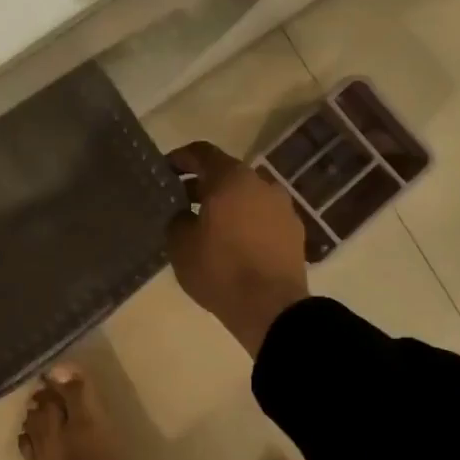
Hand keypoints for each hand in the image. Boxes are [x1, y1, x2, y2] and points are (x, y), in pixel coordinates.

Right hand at [166, 142, 310, 357]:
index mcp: (231, 178)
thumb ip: (177, 219)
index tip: (165, 170)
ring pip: (247, 196)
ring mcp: (282, 207)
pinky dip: (246, 221)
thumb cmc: (220, 269)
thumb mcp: (180, 244)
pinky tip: (234, 242)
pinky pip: (263, 216)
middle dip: (203, 184)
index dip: (180, 158)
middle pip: (227, 173)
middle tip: (181, 201)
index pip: (201, 152)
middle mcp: (261, 183)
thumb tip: (185, 214)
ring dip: (227, 203)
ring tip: (208, 225)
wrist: (271, 307)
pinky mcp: (294, 231)